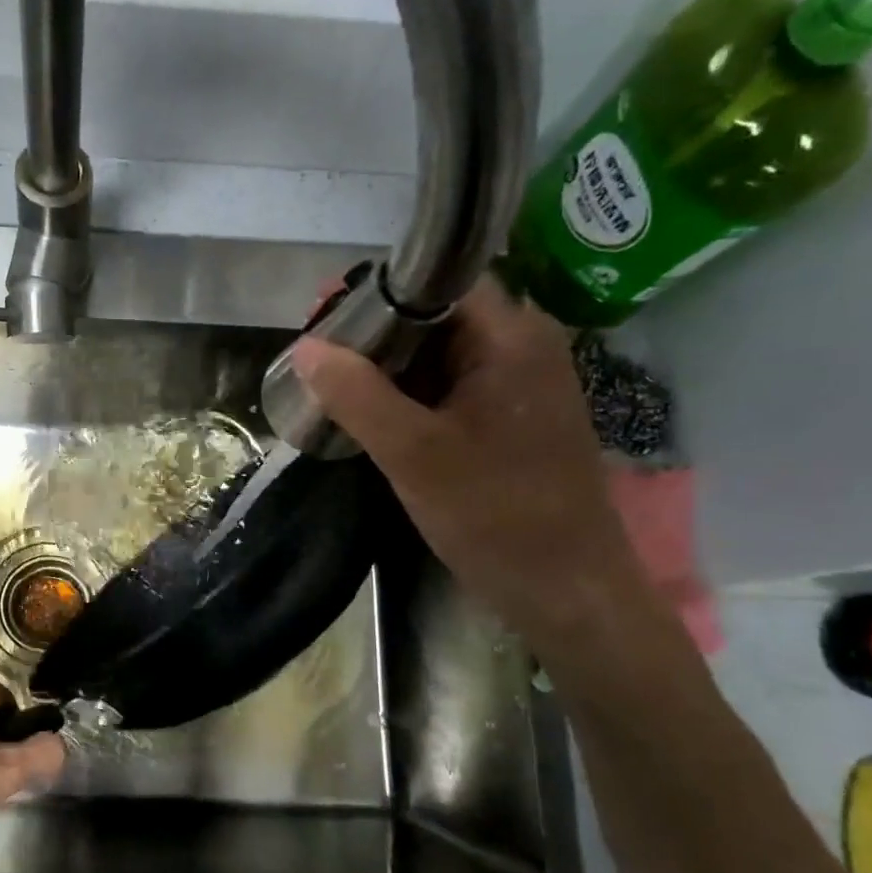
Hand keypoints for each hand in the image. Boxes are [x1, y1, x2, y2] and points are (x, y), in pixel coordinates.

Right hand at [293, 278, 646, 639]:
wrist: (565, 590)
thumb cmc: (494, 514)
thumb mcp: (413, 453)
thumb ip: (356, 395)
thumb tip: (305, 347)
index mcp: (512, 336)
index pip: (437, 282)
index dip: (376, 293)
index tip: (322, 316)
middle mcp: (523, 347)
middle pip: (438, 317)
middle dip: (375, 336)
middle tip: (318, 359)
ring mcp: (522, 385)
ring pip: (442, 356)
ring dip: (390, 369)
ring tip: (334, 386)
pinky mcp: (513, 419)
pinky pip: (453, 389)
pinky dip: (412, 397)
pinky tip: (374, 416)